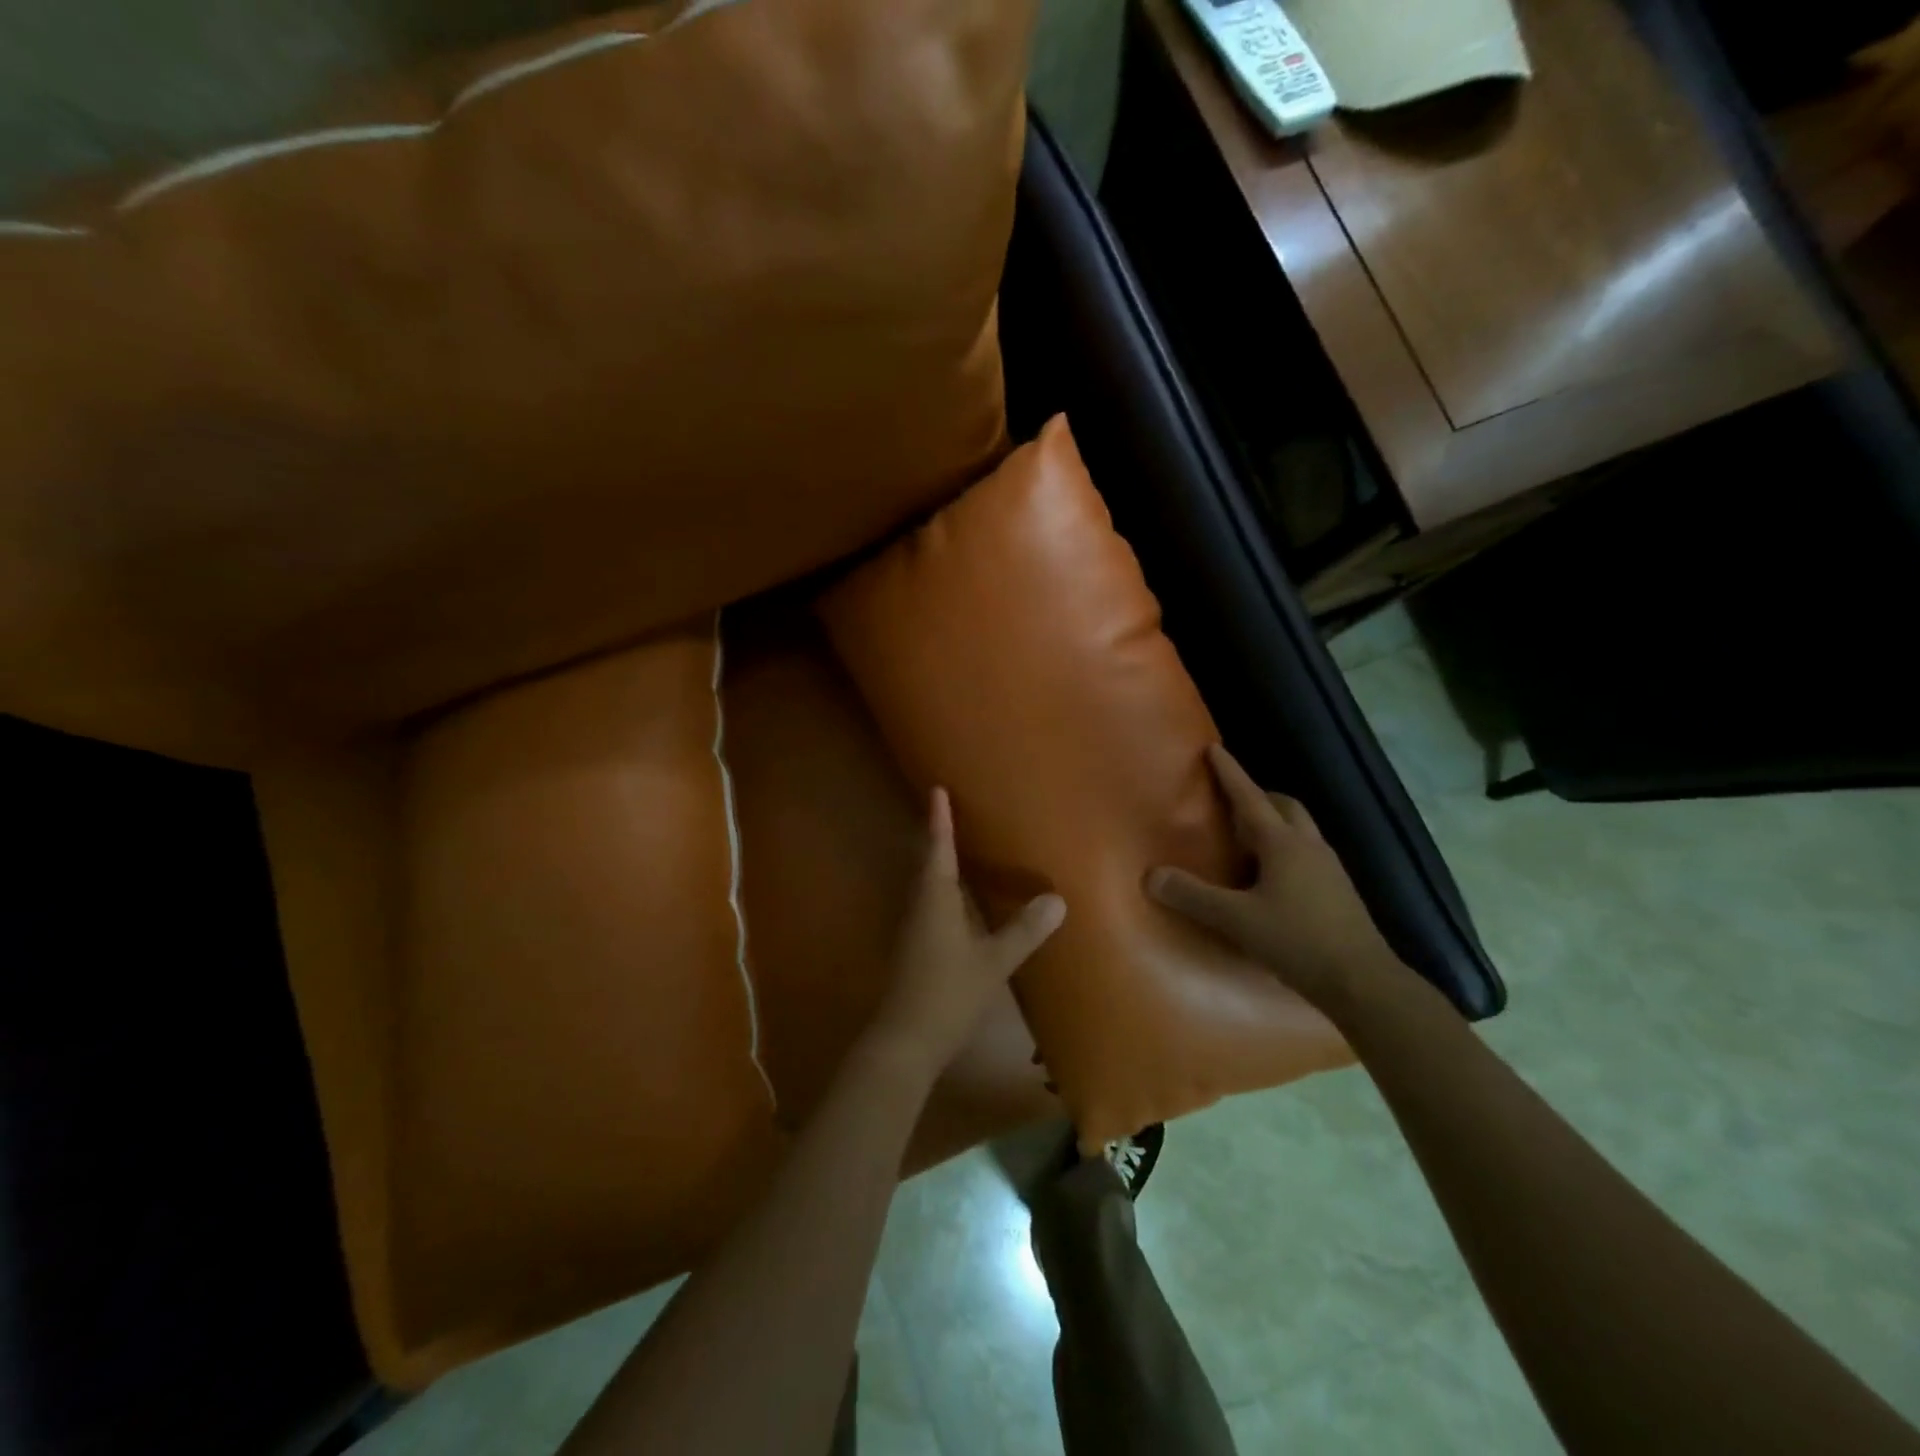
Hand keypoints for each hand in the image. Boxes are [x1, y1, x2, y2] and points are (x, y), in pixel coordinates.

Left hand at [866, 788, 1065, 1080]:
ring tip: (958, 846)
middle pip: (926, 862)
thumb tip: (1057, 898)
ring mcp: (913, 928)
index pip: (938, 849)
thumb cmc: (948, 993)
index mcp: (934, 900)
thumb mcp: (993, 962)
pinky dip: (942, 888)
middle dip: (937, 835)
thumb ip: (1024, 931)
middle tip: (950, 810)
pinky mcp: (914, 947)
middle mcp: (919, 906)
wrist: (905, 1041)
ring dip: (938, 861)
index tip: (936, 789)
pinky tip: (958, 898)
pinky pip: (929, 903)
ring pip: (926, 884)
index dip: (939, 820)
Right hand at [1148, 744, 1404, 1010]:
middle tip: (1232, 804)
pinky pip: (1307, 855)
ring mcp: (1329, 869)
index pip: (1249, 798)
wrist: (1363, 982)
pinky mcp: (1339, 892)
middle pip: (1285, 807)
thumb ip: (1193, 896)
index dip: (1230, 773)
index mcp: (1283, 844)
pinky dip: (1286, 851)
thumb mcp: (1236, 919)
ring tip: (1247, 842)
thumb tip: (1150, 875)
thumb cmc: (1297, 940)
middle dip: (1258, 797)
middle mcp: (1309, 847)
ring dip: (1274, 824)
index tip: (1214, 748)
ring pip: (1300, 830)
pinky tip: (1271, 879)